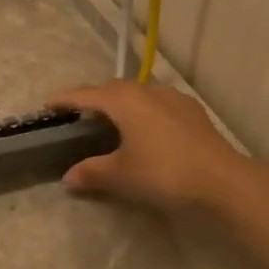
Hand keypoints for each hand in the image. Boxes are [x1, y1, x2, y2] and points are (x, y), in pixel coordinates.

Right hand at [49, 80, 262, 212]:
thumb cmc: (163, 172)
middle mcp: (146, 91)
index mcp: (123, 100)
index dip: (64, 99)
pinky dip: (144, 111)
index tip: (46, 104)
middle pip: (112, 88)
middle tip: (79, 116)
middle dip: (93, 98)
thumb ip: (92, 172)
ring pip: (138, 93)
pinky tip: (147, 130)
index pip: (85, 94)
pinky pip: (158, 103)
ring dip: (121, 103)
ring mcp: (172, 98)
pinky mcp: (192, 111)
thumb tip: (68, 177)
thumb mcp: (121, 175)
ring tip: (113, 123)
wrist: (222, 180)